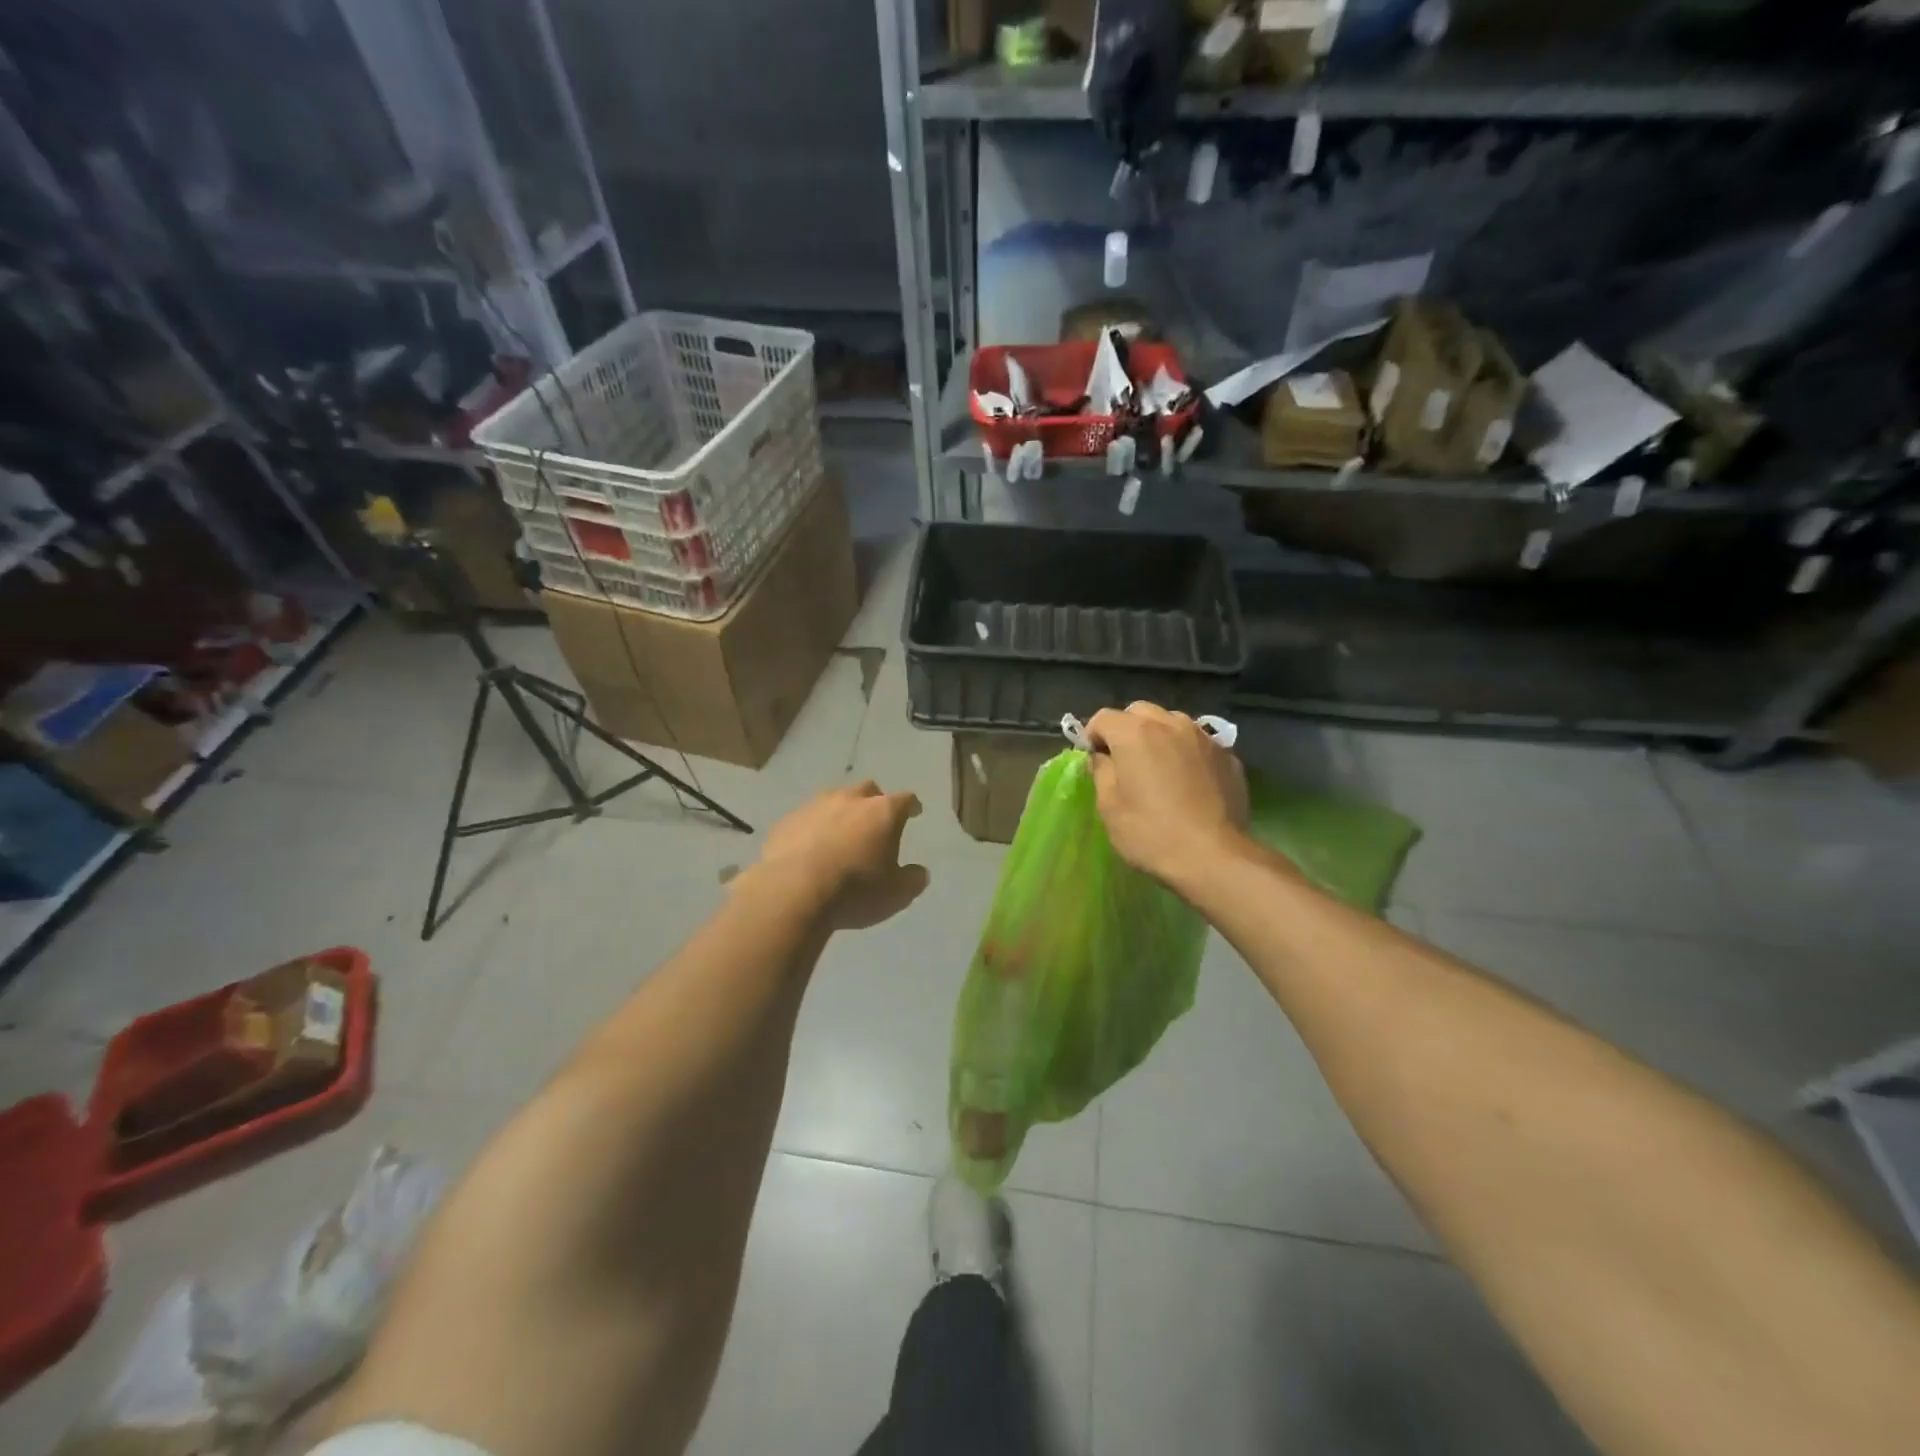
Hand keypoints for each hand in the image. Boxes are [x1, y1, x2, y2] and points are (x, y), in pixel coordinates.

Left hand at [757, 781, 929, 930]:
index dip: (912, 806)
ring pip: (833, 799)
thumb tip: (919, 872)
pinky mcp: (786, 821)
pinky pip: (805, 819)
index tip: (915, 812)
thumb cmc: (854, 891)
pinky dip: (812, 828)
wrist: (792, 892)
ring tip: (839, 833)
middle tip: (875, 821)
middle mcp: (850, 799)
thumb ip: (912, 879)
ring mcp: (814, 806)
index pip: (905, 799)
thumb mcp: (896, 894)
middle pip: (868, 790)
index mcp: (883, 812)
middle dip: (874, 801)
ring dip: (840, 811)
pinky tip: (808, 847)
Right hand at [1085, 703, 1249, 890]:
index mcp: (1135, 733)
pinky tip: (1189, 782)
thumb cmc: (1151, 833)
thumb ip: (1102, 771)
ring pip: (1172, 722)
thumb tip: (1104, 757)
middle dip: (1126, 730)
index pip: (1103, 718)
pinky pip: (1198, 743)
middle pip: (1139, 712)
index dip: (1093, 736)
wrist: (1214, 857)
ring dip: (1159, 736)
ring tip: (1159, 768)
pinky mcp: (1228, 756)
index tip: (1095, 761)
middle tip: (1125, 762)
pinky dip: (1187, 753)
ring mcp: (1204, 738)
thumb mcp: (1109, 806)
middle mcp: (1170, 724)